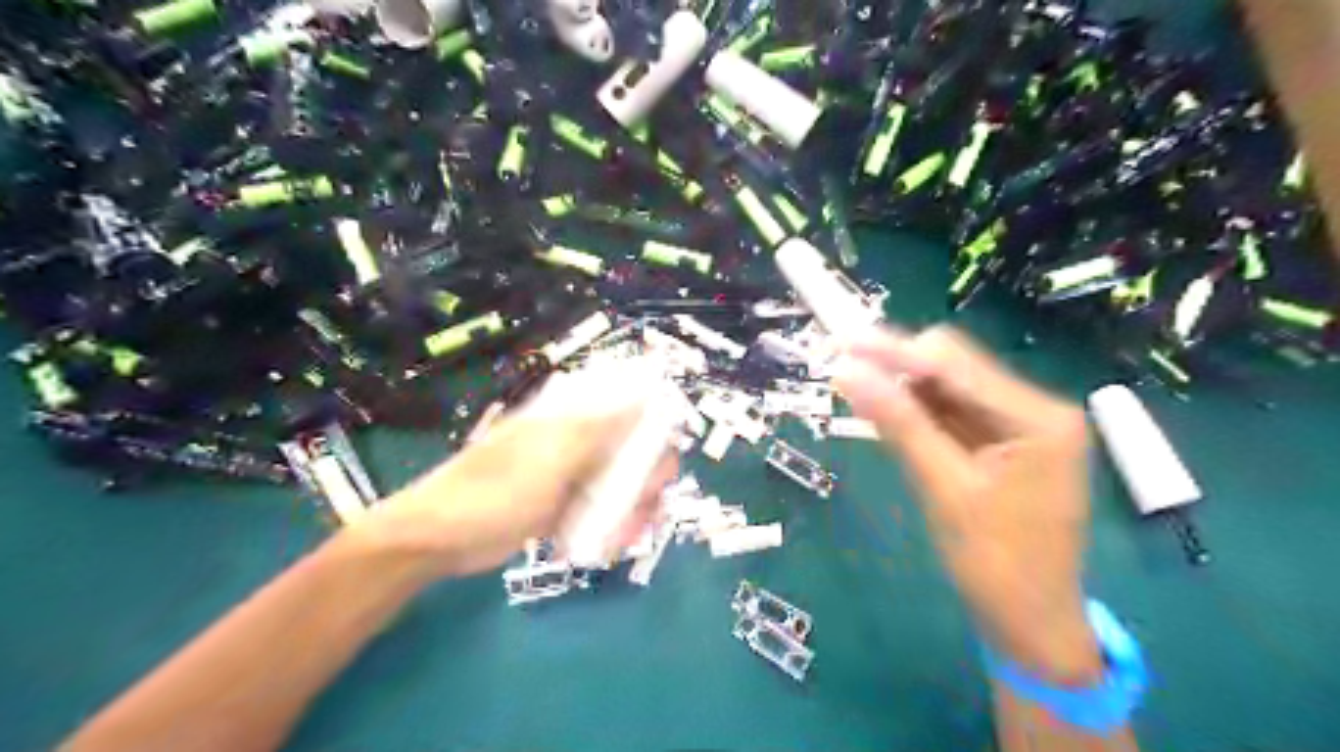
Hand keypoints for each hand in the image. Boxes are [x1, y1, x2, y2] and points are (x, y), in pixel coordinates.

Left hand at [347, 405, 674, 580]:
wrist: (440, 539)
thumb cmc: (495, 490)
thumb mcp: (552, 456)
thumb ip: (600, 429)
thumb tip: (645, 396)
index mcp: (573, 419)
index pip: (629, 410)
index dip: (655, 432)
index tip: (662, 464)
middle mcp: (577, 443)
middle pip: (632, 454)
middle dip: (647, 482)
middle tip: (645, 508)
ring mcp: (570, 477)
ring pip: (619, 488)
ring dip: (631, 512)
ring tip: (623, 538)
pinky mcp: (562, 509)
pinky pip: (599, 513)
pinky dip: (609, 529)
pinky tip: (609, 547)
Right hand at [834, 327, 1105, 685]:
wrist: (1032, 624)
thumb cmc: (996, 564)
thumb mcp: (943, 489)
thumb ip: (898, 423)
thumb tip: (846, 371)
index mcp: (1038, 417)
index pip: (955, 364)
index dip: (894, 350)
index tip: (841, 341)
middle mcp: (1037, 408)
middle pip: (954, 367)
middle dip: (897, 365)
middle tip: (843, 369)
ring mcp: (1022, 424)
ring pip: (949, 386)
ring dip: (902, 387)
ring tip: (855, 390)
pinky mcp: (1005, 442)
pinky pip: (953, 412)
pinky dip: (917, 411)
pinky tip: (884, 412)